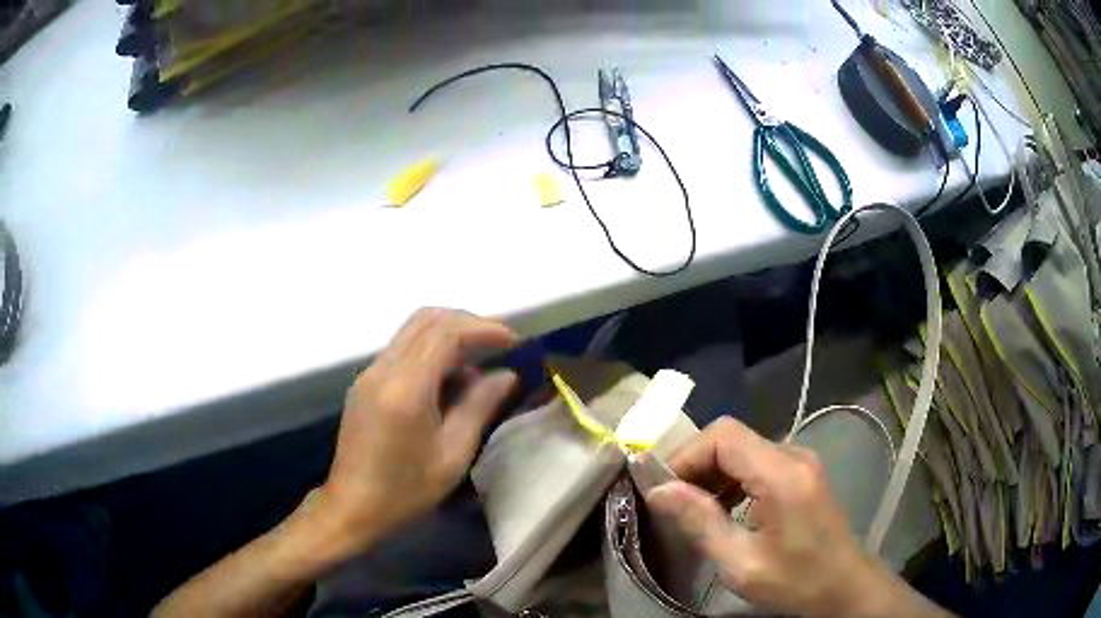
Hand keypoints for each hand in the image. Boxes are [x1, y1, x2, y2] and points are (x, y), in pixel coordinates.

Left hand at [317, 308, 518, 552]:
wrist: (352, 507)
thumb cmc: (406, 489)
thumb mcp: (452, 454)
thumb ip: (479, 406)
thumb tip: (506, 375)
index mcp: (406, 386)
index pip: (446, 332)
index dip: (484, 328)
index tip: (514, 341)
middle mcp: (383, 368)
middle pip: (427, 319)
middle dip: (467, 323)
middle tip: (498, 344)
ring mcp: (369, 373)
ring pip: (412, 331)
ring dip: (448, 336)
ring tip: (478, 365)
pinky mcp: (365, 383)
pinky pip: (402, 350)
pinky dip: (430, 351)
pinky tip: (448, 382)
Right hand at [646, 418, 946, 617]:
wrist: (845, 588)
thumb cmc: (797, 581)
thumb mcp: (742, 563)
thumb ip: (701, 522)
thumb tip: (659, 490)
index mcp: (782, 474)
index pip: (724, 435)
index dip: (686, 455)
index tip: (662, 490)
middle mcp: (793, 455)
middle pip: (731, 438)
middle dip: (694, 465)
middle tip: (670, 503)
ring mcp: (800, 463)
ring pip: (742, 449)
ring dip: (711, 473)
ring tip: (690, 509)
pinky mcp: (801, 474)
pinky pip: (756, 463)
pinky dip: (731, 480)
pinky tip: (721, 510)